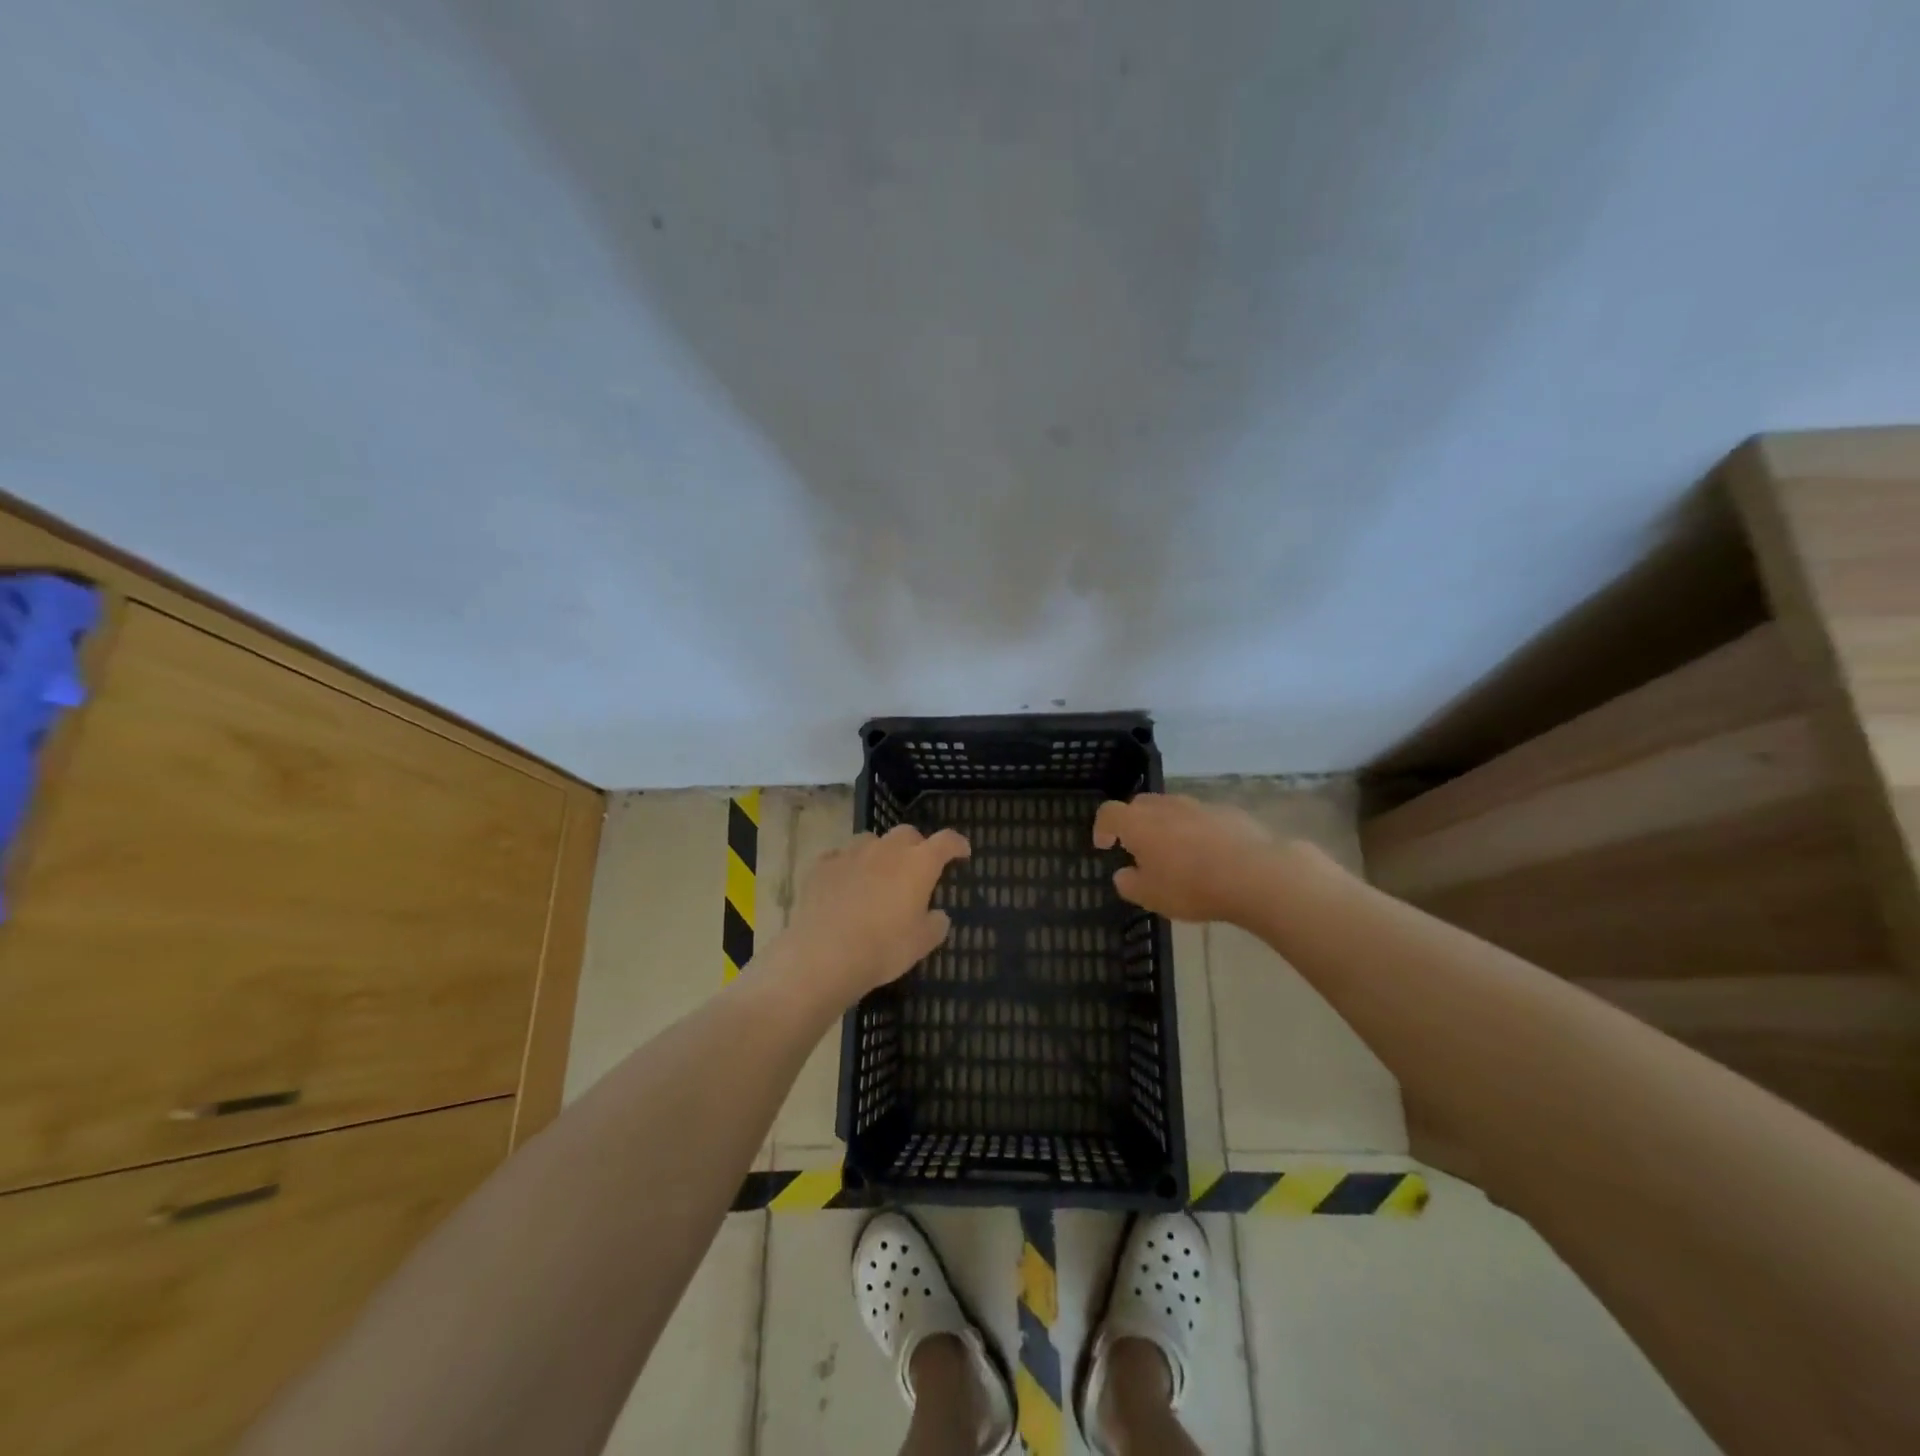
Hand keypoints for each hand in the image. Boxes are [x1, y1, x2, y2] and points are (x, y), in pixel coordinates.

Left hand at [780, 824, 970, 1002]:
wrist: (824, 954)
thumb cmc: (884, 948)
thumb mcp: (921, 944)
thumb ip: (935, 924)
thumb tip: (938, 915)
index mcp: (918, 864)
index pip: (946, 841)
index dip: (956, 844)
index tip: (962, 851)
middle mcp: (887, 849)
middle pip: (907, 834)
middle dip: (916, 846)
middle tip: (917, 867)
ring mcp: (851, 853)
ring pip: (871, 840)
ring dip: (880, 852)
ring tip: (877, 874)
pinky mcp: (822, 865)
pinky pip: (840, 857)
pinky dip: (847, 866)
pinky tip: (844, 884)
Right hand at [1093, 793, 1285, 923]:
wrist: (1255, 874)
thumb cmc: (1192, 886)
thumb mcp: (1151, 897)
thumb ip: (1130, 884)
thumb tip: (1124, 874)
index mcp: (1138, 823)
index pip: (1109, 813)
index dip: (1102, 827)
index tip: (1105, 845)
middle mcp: (1165, 806)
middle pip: (1140, 804)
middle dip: (1134, 822)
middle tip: (1139, 848)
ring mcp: (1198, 805)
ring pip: (1172, 808)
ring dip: (1166, 825)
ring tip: (1176, 852)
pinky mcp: (1227, 812)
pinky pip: (1201, 817)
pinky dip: (1196, 830)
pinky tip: (1209, 854)